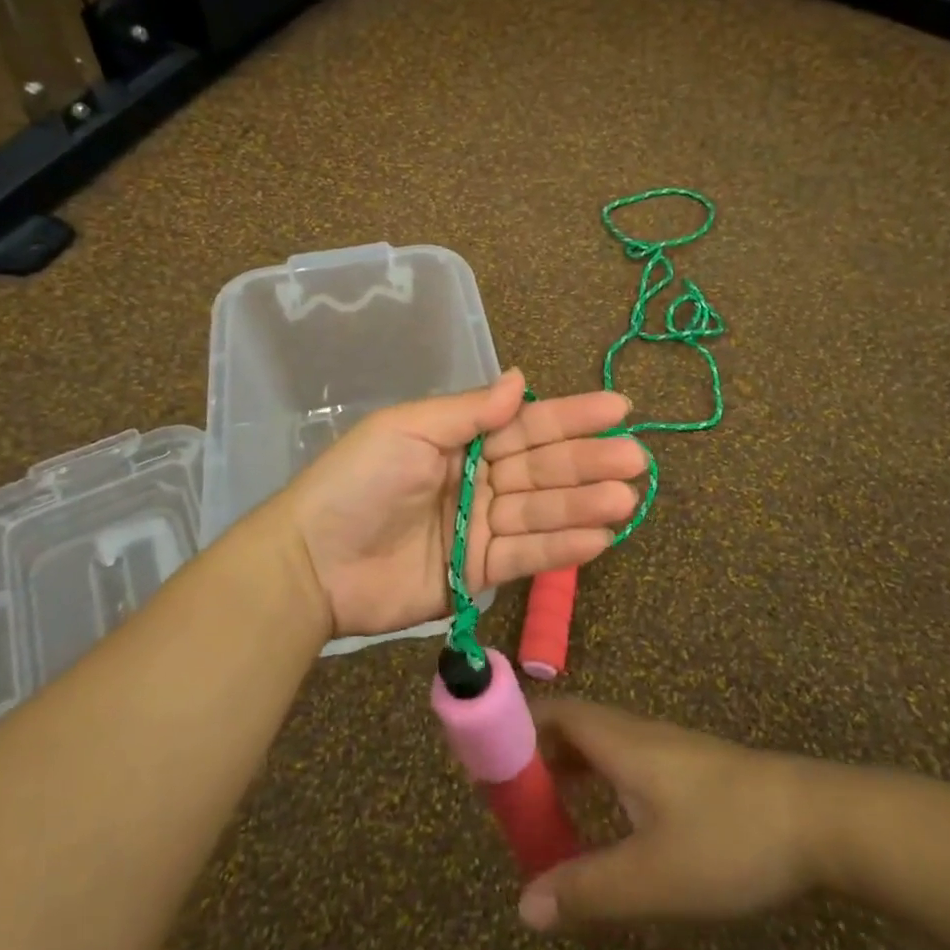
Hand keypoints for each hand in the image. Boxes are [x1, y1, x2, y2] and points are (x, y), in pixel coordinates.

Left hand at [282, 368, 647, 639]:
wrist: (313, 561)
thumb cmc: (358, 481)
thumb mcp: (408, 429)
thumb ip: (468, 411)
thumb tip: (520, 377)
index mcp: (460, 439)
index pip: (526, 424)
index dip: (572, 415)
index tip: (619, 407)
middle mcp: (477, 479)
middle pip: (542, 468)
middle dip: (588, 461)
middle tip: (636, 459)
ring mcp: (479, 527)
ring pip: (541, 511)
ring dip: (584, 505)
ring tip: (627, 499)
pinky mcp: (477, 572)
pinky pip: (526, 556)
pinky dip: (562, 548)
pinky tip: (600, 538)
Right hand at [518, 699, 861, 932]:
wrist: (820, 821)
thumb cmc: (730, 837)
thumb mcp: (654, 876)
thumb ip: (588, 891)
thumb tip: (524, 906)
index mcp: (618, 741)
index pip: (550, 713)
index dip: (512, 728)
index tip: (482, 761)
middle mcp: (635, 735)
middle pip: (569, 730)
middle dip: (532, 759)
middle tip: (506, 805)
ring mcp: (665, 752)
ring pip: (598, 750)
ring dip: (565, 776)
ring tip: (544, 822)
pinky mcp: (689, 773)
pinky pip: (623, 768)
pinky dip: (597, 789)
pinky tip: (606, 830)